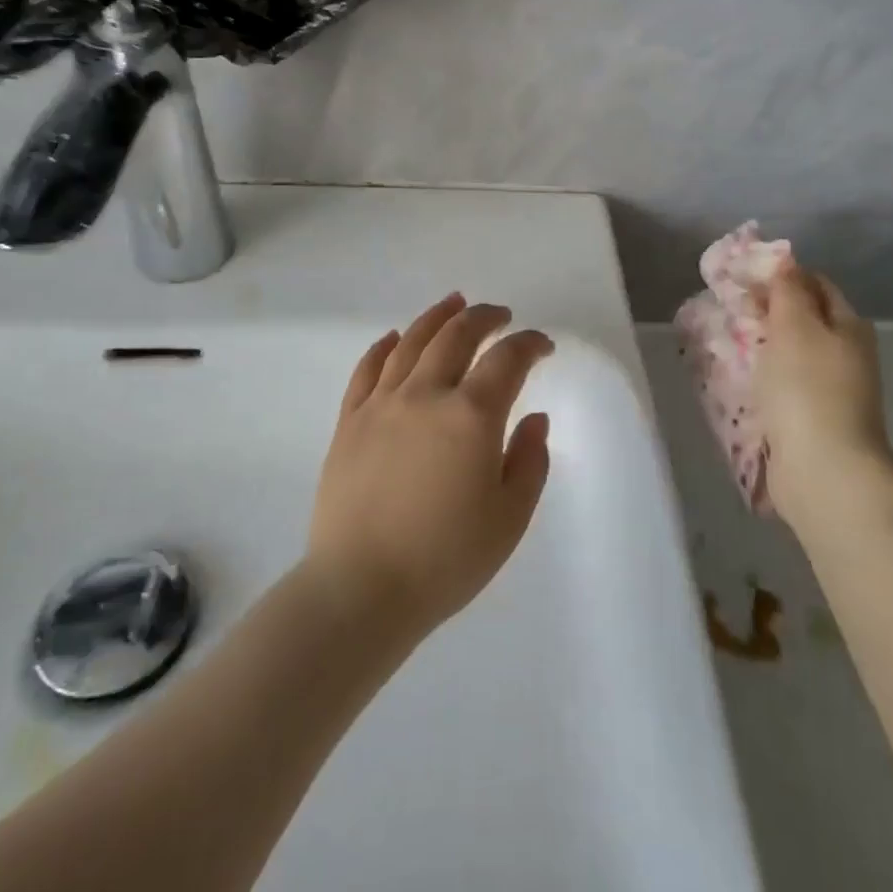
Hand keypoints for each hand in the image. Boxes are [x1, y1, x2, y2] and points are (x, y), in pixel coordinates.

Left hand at [305, 294, 553, 642]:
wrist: (360, 589)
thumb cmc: (445, 560)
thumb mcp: (509, 518)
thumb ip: (529, 461)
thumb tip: (534, 419)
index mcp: (471, 415)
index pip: (507, 359)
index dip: (530, 344)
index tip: (543, 346)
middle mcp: (426, 394)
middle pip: (457, 335)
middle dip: (484, 317)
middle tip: (500, 315)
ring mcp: (382, 403)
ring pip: (412, 341)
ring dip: (437, 316)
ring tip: (454, 303)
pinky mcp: (350, 420)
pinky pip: (368, 368)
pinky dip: (385, 345)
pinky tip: (395, 337)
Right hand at [755, 261, 889, 525]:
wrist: (824, 470)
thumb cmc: (807, 387)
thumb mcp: (795, 325)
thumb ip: (787, 290)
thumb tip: (785, 261)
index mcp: (848, 326)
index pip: (816, 284)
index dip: (781, 275)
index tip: (743, 278)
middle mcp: (847, 354)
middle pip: (805, 319)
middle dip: (768, 311)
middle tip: (729, 309)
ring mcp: (834, 390)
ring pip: (793, 353)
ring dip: (763, 346)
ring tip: (727, 343)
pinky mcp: (815, 420)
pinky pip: (786, 386)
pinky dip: (765, 378)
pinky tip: (741, 381)